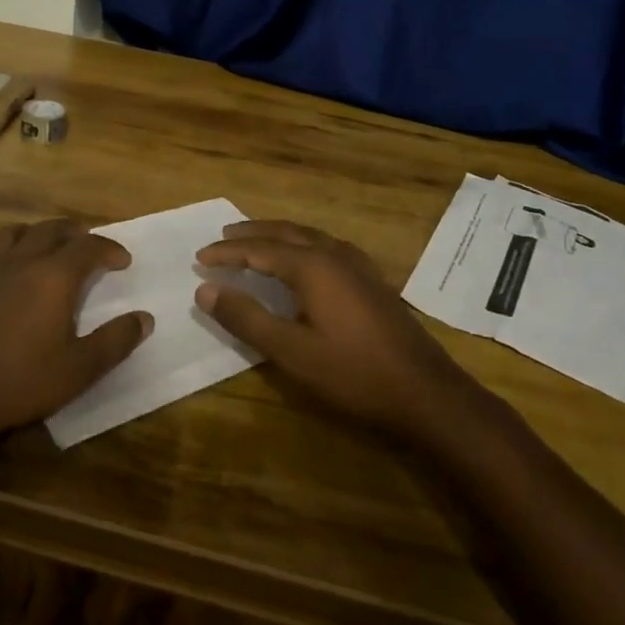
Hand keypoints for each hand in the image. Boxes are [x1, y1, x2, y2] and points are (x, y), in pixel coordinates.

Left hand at [0, 218, 151, 441]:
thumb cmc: (19, 381)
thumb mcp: (79, 370)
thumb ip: (115, 341)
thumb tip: (144, 318)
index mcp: (54, 277)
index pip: (89, 247)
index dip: (109, 248)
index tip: (122, 261)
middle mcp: (21, 261)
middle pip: (51, 230)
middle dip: (73, 232)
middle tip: (86, 243)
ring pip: (12, 233)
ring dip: (33, 234)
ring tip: (42, 246)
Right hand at [195, 220, 473, 437]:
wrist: (425, 391)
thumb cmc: (354, 373)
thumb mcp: (292, 352)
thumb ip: (247, 318)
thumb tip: (206, 290)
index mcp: (313, 266)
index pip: (259, 250)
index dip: (227, 253)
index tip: (199, 257)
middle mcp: (335, 255)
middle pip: (285, 232)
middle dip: (251, 234)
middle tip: (223, 237)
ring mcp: (358, 265)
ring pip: (309, 236)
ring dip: (278, 235)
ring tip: (256, 241)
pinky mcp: (372, 280)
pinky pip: (327, 246)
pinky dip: (302, 244)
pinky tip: (305, 258)